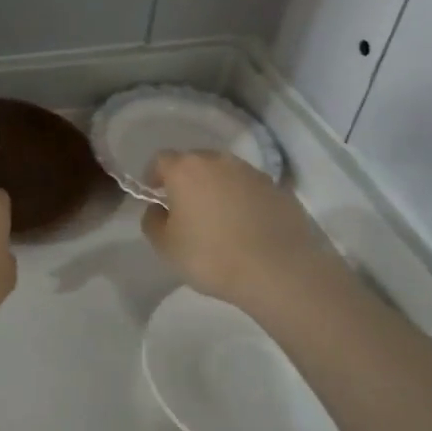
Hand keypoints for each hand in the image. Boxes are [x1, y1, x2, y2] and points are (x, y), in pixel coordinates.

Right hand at [141, 151, 337, 309]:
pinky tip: (245, 226)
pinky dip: (242, 200)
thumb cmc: (211, 256)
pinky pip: (250, 189)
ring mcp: (253, 173)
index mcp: (186, 170)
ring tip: (218, 218)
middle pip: (195, 161)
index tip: (154, 194)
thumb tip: (159, 208)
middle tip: (185, 207)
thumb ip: (153, 220)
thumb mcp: (165, 246)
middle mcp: (220, 162)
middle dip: (186, 179)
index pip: (161, 159)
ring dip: (217, 188)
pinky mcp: (278, 189)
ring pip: (225, 173)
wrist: (277, 270)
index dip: (153, 175)